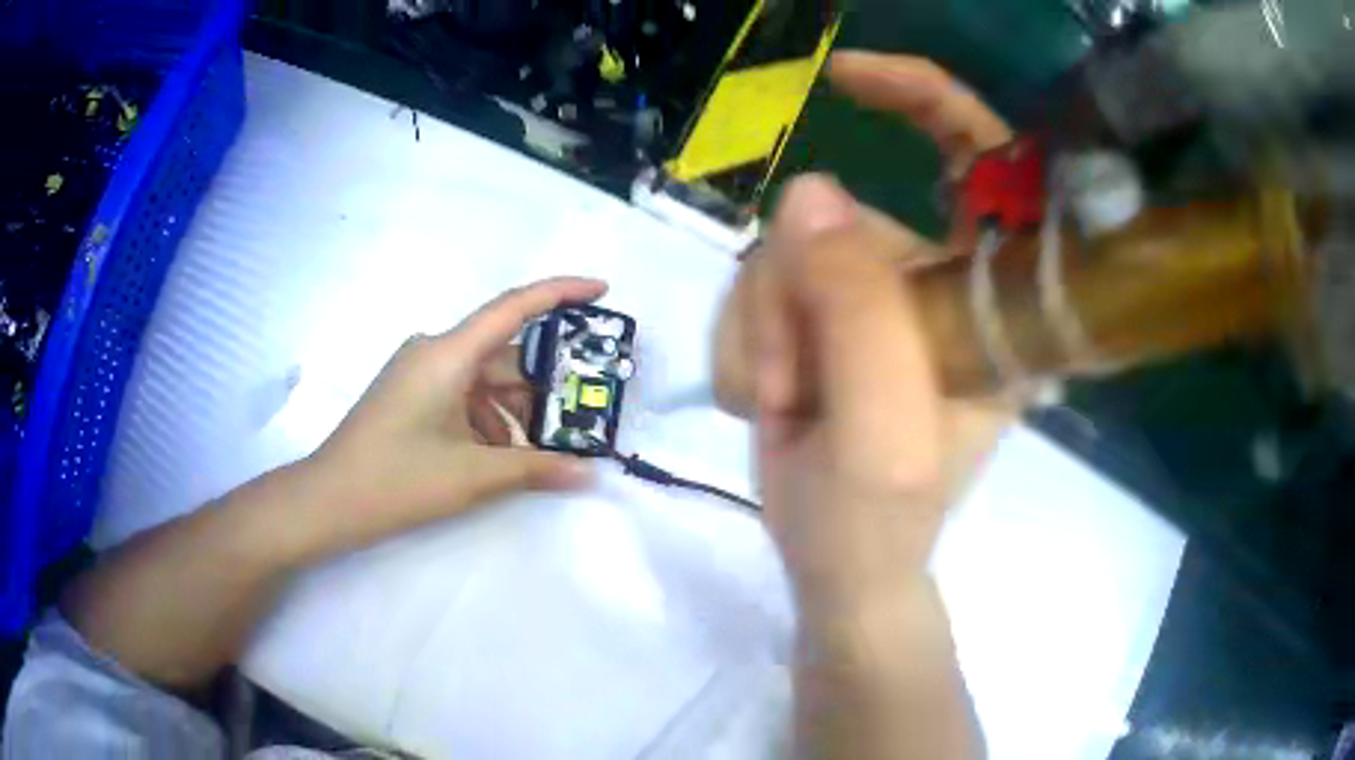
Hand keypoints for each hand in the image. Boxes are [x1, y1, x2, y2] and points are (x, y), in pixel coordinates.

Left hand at [292, 277, 604, 557]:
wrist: (329, 501)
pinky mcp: (411, 395)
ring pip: (483, 379)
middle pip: (502, 353)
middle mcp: (434, 351)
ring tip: (545, 448)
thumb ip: (534, 468)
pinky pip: (462, 395)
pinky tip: (501, 456)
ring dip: (514, 409)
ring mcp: (419, 374)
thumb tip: (588, 473)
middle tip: (582, 408)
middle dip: (542, 382)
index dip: (561, 292)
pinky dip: (488, 419)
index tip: (602, 290)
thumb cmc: (397, 480)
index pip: (514, 307)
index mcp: (447, 354)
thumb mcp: (472, 475)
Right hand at [715, 51, 1015, 500]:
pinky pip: (757, 284)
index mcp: (993, 304)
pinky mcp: (824, 314)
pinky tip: (764, 399)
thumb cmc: (880, 518)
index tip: (847, 78)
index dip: (925, 99)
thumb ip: (858, 311)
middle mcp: (938, 284)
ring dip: (761, 328)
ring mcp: (876, 297)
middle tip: (789, 380)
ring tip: (779, 403)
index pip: (983, 160)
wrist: (837, 565)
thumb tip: (807, 193)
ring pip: (784, 252)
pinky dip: (742, 340)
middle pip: (843, 216)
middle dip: (793, 291)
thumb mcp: (881, 429)